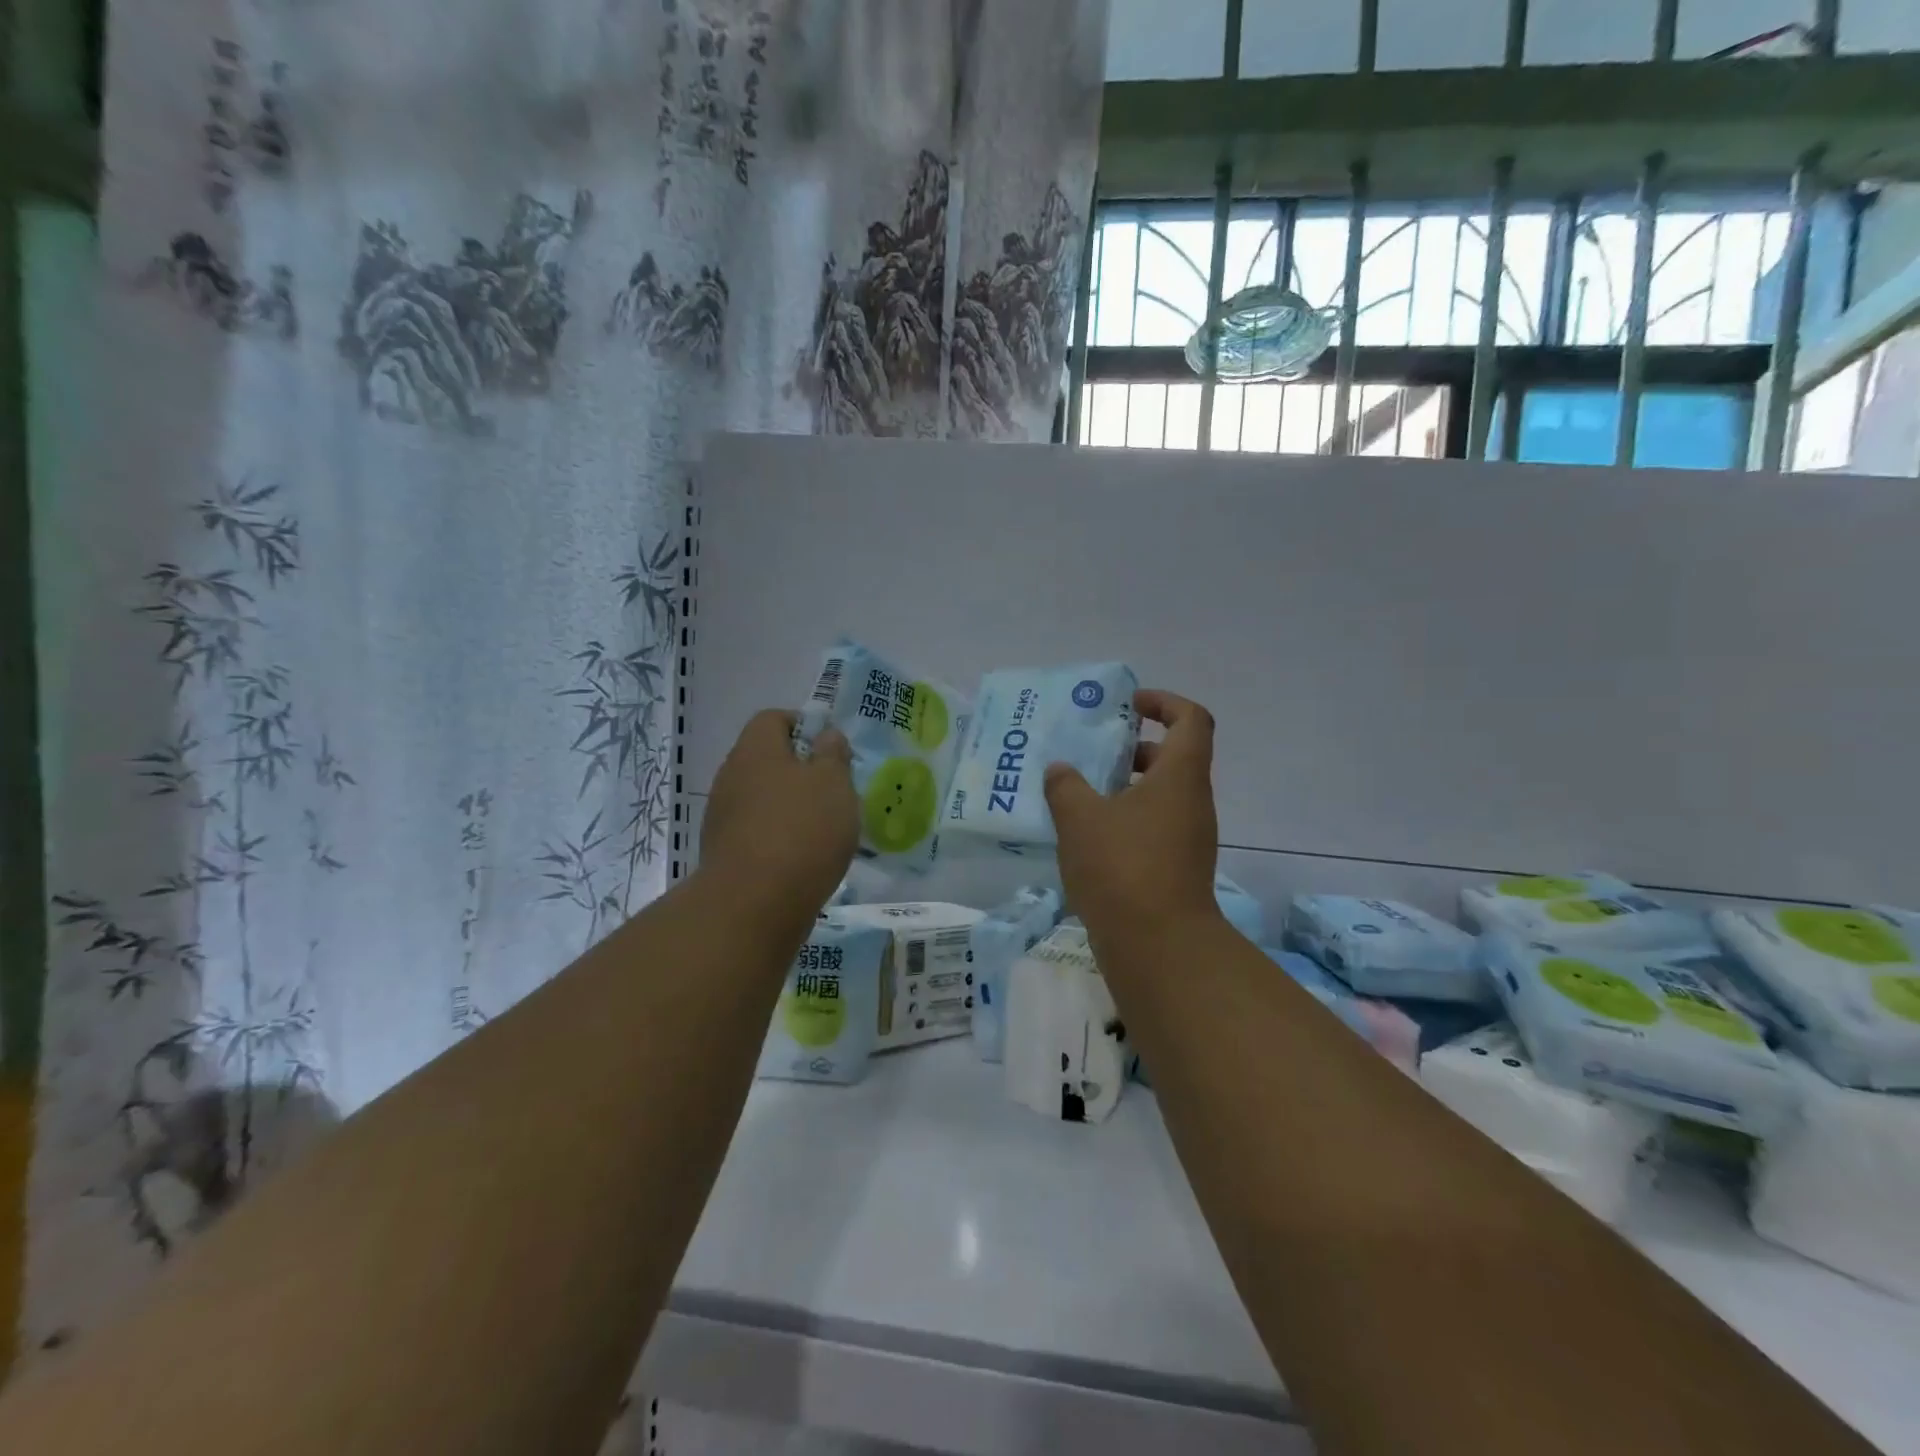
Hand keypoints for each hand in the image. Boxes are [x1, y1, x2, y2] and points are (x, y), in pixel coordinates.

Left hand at [702, 709, 857, 915]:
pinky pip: (756, 832)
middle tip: (834, 789)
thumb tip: (826, 736)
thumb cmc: (802, 830)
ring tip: (823, 828)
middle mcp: (731, 776)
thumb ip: (833, 755)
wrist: (753, 904)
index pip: (773, 718)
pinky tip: (803, 858)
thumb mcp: (834, 783)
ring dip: (789, 806)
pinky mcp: (724, 853)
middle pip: (766, 759)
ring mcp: (722, 817)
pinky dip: (779, 837)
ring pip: (761, 798)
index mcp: (755, 750)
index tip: (831, 748)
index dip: (803, 725)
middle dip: (800, 770)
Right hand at [1044, 690, 1221, 945]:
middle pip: (1174, 757)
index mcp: (1180, 776)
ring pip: (1162, 795)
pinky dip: (1127, 819)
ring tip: (1081, 793)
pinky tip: (1088, 835)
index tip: (1128, 705)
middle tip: (1095, 752)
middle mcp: (1192, 802)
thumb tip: (1060, 770)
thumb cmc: (1122, 866)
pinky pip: (1154, 826)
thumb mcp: (1080, 818)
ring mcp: (1189, 838)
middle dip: (1135, 748)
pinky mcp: (1177, 868)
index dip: (1164, 702)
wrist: (1158, 946)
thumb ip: (1066, 786)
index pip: (1191, 719)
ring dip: (1126, 787)